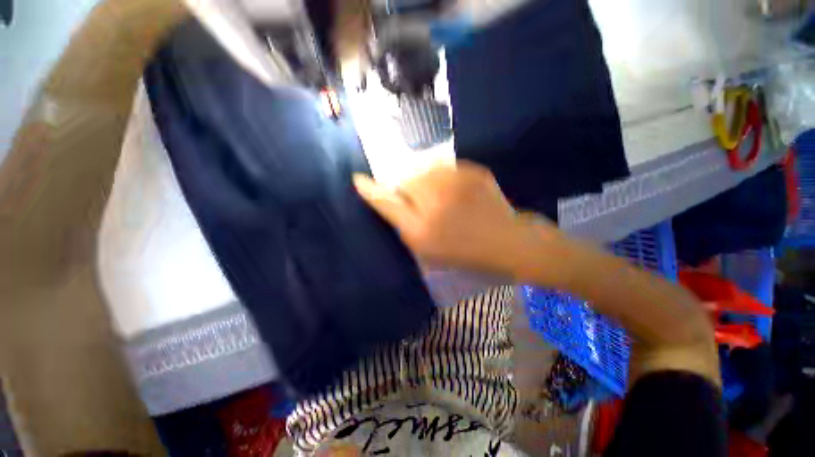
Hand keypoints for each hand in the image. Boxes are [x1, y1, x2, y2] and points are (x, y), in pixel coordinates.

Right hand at [353, 161, 561, 278]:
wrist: (508, 242)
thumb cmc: (463, 252)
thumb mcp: (426, 248)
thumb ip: (401, 221)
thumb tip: (377, 196)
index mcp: (423, 228)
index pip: (387, 200)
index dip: (372, 189)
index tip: (358, 179)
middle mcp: (437, 201)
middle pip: (406, 179)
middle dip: (408, 189)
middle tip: (422, 204)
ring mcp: (459, 182)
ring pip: (426, 170)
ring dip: (425, 181)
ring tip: (440, 198)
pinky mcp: (475, 171)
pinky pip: (446, 167)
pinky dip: (444, 177)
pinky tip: (455, 192)